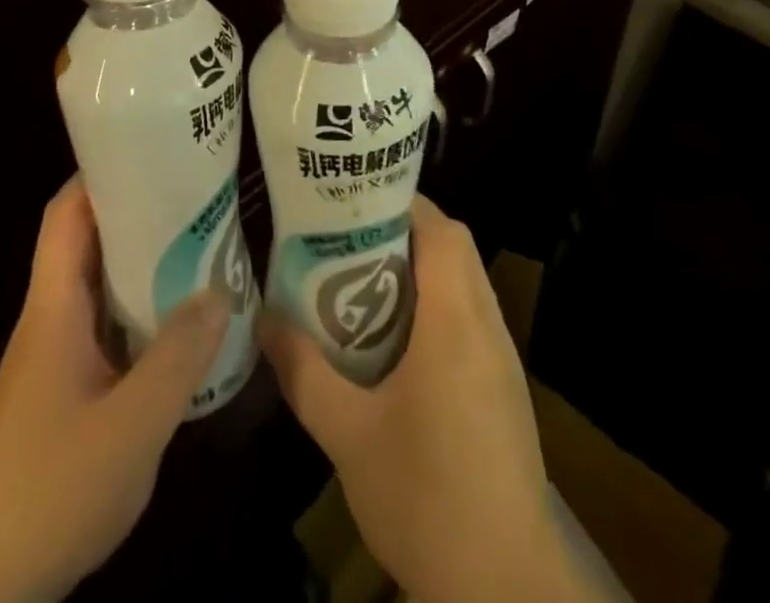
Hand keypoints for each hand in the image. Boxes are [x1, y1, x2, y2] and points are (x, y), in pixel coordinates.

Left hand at [0, 176, 230, 602]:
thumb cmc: (52, 490)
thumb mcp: (132, 425)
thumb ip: (179, 355)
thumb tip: (220, 291)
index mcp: (53, 308)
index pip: (66, 215)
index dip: (101, 175)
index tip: (151, 152)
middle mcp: (49, 319)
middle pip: (87, 242)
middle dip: (136, 212)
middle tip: (194, 195)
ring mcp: (54, 356)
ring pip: (98, 285)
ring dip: (142, 261)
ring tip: (199, 245)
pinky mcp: (63, 389)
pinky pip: (104, 325)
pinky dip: (138, 308)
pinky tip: (178, 322)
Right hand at [261, 197, 594, 602]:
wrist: (506, 588)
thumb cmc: (426, 498)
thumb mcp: (348, 435)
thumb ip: (305, 372)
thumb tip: (263, 320)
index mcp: (455, 321)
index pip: (442, 230)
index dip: (404, 205)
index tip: (357, 205)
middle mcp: (487, 326)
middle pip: (456, 249)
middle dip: (406, 234)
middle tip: (351, 243)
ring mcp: (504, 360)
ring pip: (467, 284)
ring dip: (423, 272)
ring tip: (366, 286)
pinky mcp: (506, 391)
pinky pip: (473, 320)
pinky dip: (439, 309)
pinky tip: (400, 348)